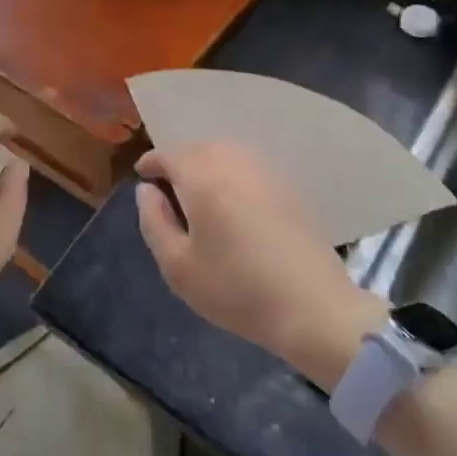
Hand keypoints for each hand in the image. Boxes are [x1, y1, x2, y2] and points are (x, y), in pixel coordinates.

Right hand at [135, 142, 387, 384]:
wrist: (313, 307)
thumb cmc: (236, 288)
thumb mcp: (177, 265)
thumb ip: (153, 220)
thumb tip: (147, 190)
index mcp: (202, 176)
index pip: (166, 154)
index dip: (150, 166)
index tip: (143, 183)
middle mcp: (233, 161)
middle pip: (196, 148)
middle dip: (178, 164)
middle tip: (169, 194)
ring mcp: (265, 170)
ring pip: (224, 153)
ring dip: (205, 166)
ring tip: (199, 199)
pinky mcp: (287, 185)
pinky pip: (247, 166)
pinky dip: (231, 174)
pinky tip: (232, 205)